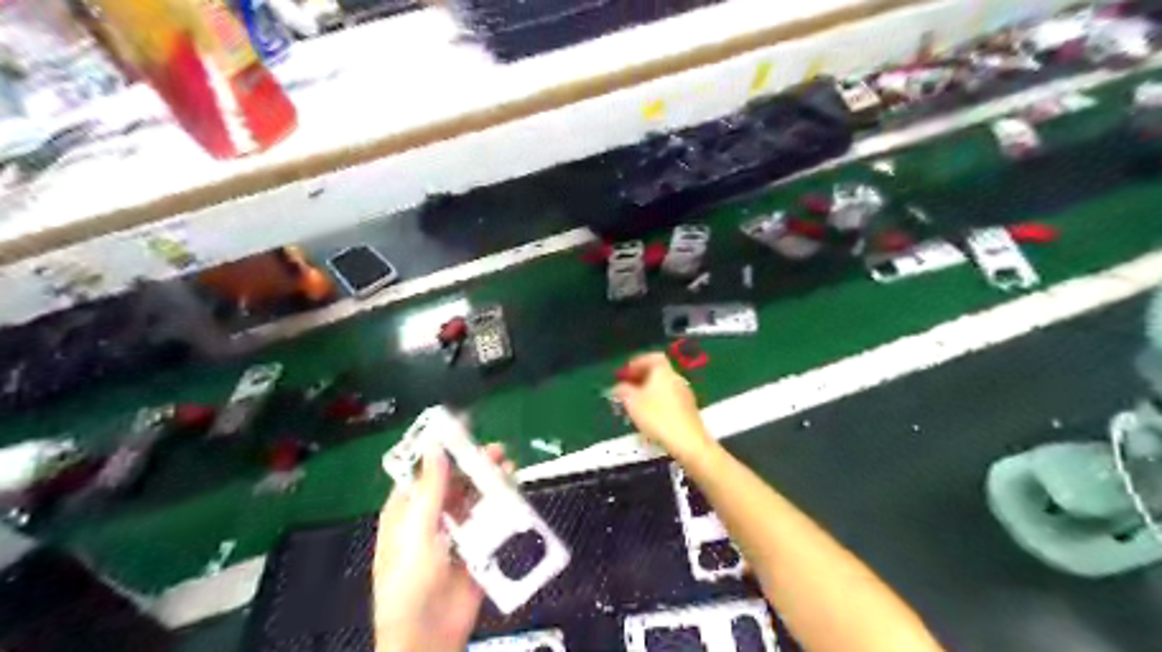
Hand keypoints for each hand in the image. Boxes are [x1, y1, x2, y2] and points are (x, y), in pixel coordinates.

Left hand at [376, 441, 512, 648]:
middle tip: (496, 450)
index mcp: (406, 512)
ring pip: (475, 498)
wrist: (428, 638)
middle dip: (473, 464)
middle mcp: (431, 517)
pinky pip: (490, 520)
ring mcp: (456, 532)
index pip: (423, 471)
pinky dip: (501, 506)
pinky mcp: (478, 547)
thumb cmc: (410, 584)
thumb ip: (429, 491)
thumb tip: (435, 448)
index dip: (440, 449)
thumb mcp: (415, 534)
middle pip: (454, 481)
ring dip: (490, 482)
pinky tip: (513, 495)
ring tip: (508, 467)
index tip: (461, 428)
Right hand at [612, 350, 713, 457]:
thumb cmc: (658, 417)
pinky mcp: (689, 410)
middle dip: (641, 378)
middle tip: (627, 388)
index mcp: (663, 371)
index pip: (652, 357)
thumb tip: (618, 387)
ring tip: (635, 404)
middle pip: (658, 372)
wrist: (688, 442)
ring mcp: (685, 394)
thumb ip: (623, 391)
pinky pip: (670, 399)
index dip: (637, 362)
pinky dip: (658, 402)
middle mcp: (676, 379)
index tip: (625, 372)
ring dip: (649, 391)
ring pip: (664, 386)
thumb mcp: (632, 403)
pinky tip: (650, 416)